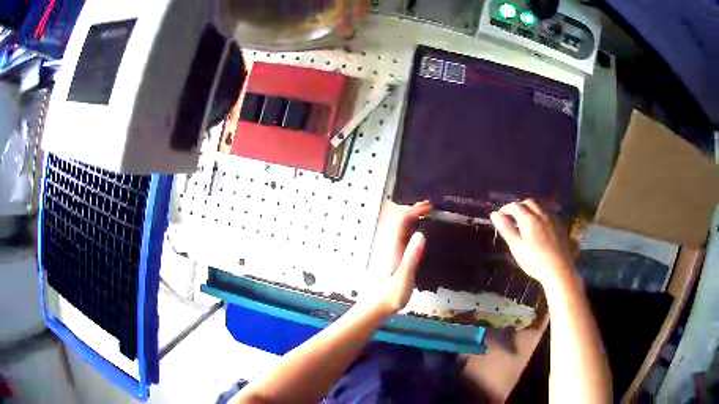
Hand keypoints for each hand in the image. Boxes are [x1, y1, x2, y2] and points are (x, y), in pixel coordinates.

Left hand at [364, 200, 431, 315]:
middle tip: (430, 207)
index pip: (400, 220)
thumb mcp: (404, 277)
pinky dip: (409, 227)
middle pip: (397, 219)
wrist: (376, 306)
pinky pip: (399, 235)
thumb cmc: (391, 294)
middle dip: (412, 209)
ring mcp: (388, 249)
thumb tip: (421, 234)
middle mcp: (388, 244)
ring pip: (397, 226)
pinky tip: (417, 231)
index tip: (429, 207)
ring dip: (411, 217)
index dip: (414, 210)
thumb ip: (412, 256)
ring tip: (426, 214)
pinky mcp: (389, 255)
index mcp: (392, 247)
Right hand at [490, 199, 573, 286]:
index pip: (515, 206)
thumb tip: (494, 214)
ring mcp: (552, 219)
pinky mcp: (560, 225)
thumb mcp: (517, 247)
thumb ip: (506, 229)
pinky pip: (549, 211)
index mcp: (528, 219)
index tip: (500, 216)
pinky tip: (541, 223)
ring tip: (526, 218)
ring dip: (531, 207)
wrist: (559, 270)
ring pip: (540, 205)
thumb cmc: (535, 261)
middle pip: (528, 202)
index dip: (505, 208)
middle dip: (519, 206)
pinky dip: (541, 212)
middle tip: (512, 216)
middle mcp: (541, 214)